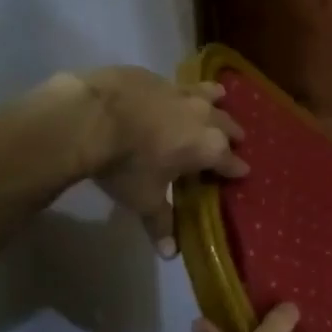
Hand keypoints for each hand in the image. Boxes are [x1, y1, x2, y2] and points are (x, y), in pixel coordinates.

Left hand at [80, 68, 246, 254]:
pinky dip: (179, 91)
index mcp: (209, 148)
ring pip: (210, 94)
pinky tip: (169, 94)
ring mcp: (181, 92)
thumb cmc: (125, 164)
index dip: (237, 170)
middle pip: (229, 125)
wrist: (89, 117)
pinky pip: (176, 84)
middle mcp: (204, 117)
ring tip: (219, 99)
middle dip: (232, 134)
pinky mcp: (156, 76)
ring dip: (216, 100)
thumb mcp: (143, 199)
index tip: (241, 173)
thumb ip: (160, 222)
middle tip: (232, 141)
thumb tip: (170, 255)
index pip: (232, 162)